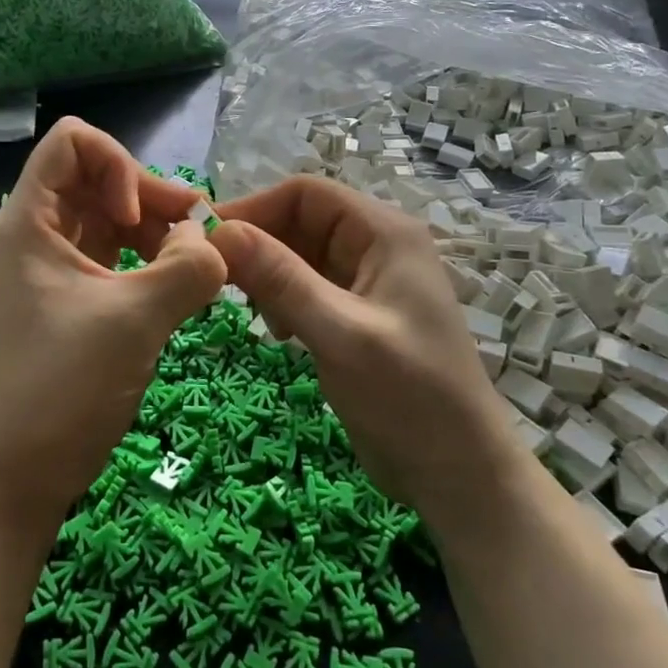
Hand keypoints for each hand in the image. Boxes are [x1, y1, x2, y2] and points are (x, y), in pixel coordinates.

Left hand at [0, 119, 227, 525]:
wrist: (20, 473)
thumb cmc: (63, 387)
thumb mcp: (134, 320)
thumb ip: (187, 268)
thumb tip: (214, 241)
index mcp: (29, 221)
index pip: (73, 142)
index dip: (117, 165)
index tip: (137, 221)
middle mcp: (37, 232)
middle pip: (98, 177)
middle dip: (150, 198)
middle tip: (195, 240)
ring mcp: (53, 266)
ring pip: (110, 216)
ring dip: (155, 230)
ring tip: (193, 266)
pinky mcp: (72, 297)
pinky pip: (114, 254)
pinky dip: (148, 259)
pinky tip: (178, 285)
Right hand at [209, 176, 517, 524]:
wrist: (458, 473)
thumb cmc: (408, 397)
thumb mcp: (339, 333)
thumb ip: (281, 279)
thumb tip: (219, 231)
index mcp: (384, 233)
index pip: (306, 193)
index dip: (255, 208)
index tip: (209, 241)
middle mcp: (376, 246)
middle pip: (300, 221)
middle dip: (260, 246)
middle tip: (221, 283)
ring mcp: (368, 281)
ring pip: (299, 255)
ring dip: (269, 276)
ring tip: (256, 314)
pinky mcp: (357, 314)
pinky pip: (308, 287)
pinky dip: (283, 301)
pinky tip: (280, 332)